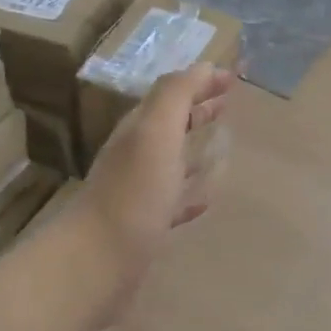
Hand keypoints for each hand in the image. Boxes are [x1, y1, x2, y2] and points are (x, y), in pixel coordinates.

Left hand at [72, 62, 235, 322]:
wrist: (97, 263)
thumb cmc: (133, 194)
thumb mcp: (155, 133)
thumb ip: (175, 96)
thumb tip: (202, 66)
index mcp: (139, 130)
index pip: (172, 94)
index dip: (200, 82)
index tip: (233, 77)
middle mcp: (136, 156)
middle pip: (170, 124)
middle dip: (197, 110)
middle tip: (228, 103)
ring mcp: (139, 193)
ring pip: (172, 161)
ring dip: (195, 148)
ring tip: (223, 144)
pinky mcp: (145, 227)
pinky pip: (174, 202)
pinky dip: (191, 193)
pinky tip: (206, 199)